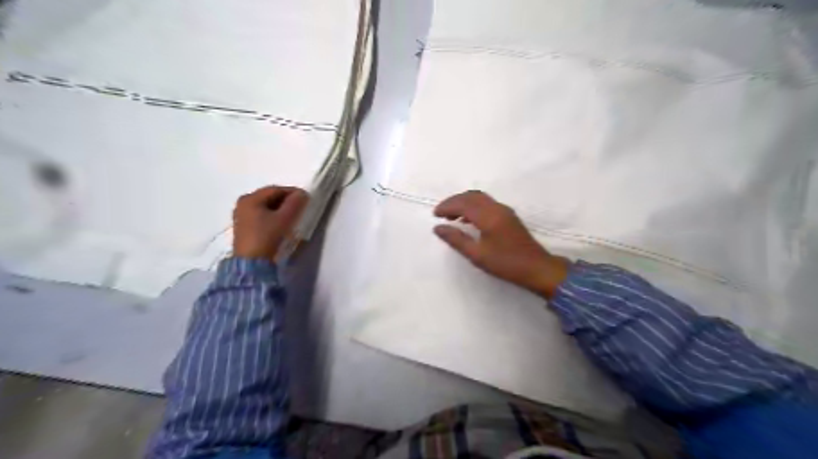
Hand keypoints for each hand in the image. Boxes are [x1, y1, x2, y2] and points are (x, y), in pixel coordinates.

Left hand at [232, 185, 309, 261]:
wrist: (252, 264)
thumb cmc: (267, 237)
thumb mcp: (285, 219)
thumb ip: (295, 203)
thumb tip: (302, 194)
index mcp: (250, 198)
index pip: (276, 189)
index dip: (293, 192)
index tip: (306, 198)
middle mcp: (243, 204)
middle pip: (269, 197)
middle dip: (286, 201)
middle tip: (301, 207)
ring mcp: (242, 216)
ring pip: (266, 207)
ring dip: (280, 209)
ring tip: (293, 216)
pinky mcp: (244, 228)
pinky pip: (261, 216)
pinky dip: (273, 216)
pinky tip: (282, 224)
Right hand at [434, 190, 570, 297]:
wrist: (537, 268)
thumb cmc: (506, 263)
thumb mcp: (477, 255)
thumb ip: (456, 239)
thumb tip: (438, 228)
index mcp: (489, 216)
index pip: (463, 203)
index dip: (447, 206)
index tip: (434, 215)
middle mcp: (497, 208)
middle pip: (471, 196)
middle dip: (454, 201)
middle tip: (441, 213)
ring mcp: (504, 210)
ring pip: (480, 198)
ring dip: (464, 203)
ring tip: (451, 216)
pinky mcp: (508, 216)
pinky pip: (486, 204)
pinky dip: (473, 206)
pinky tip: (468, 220)